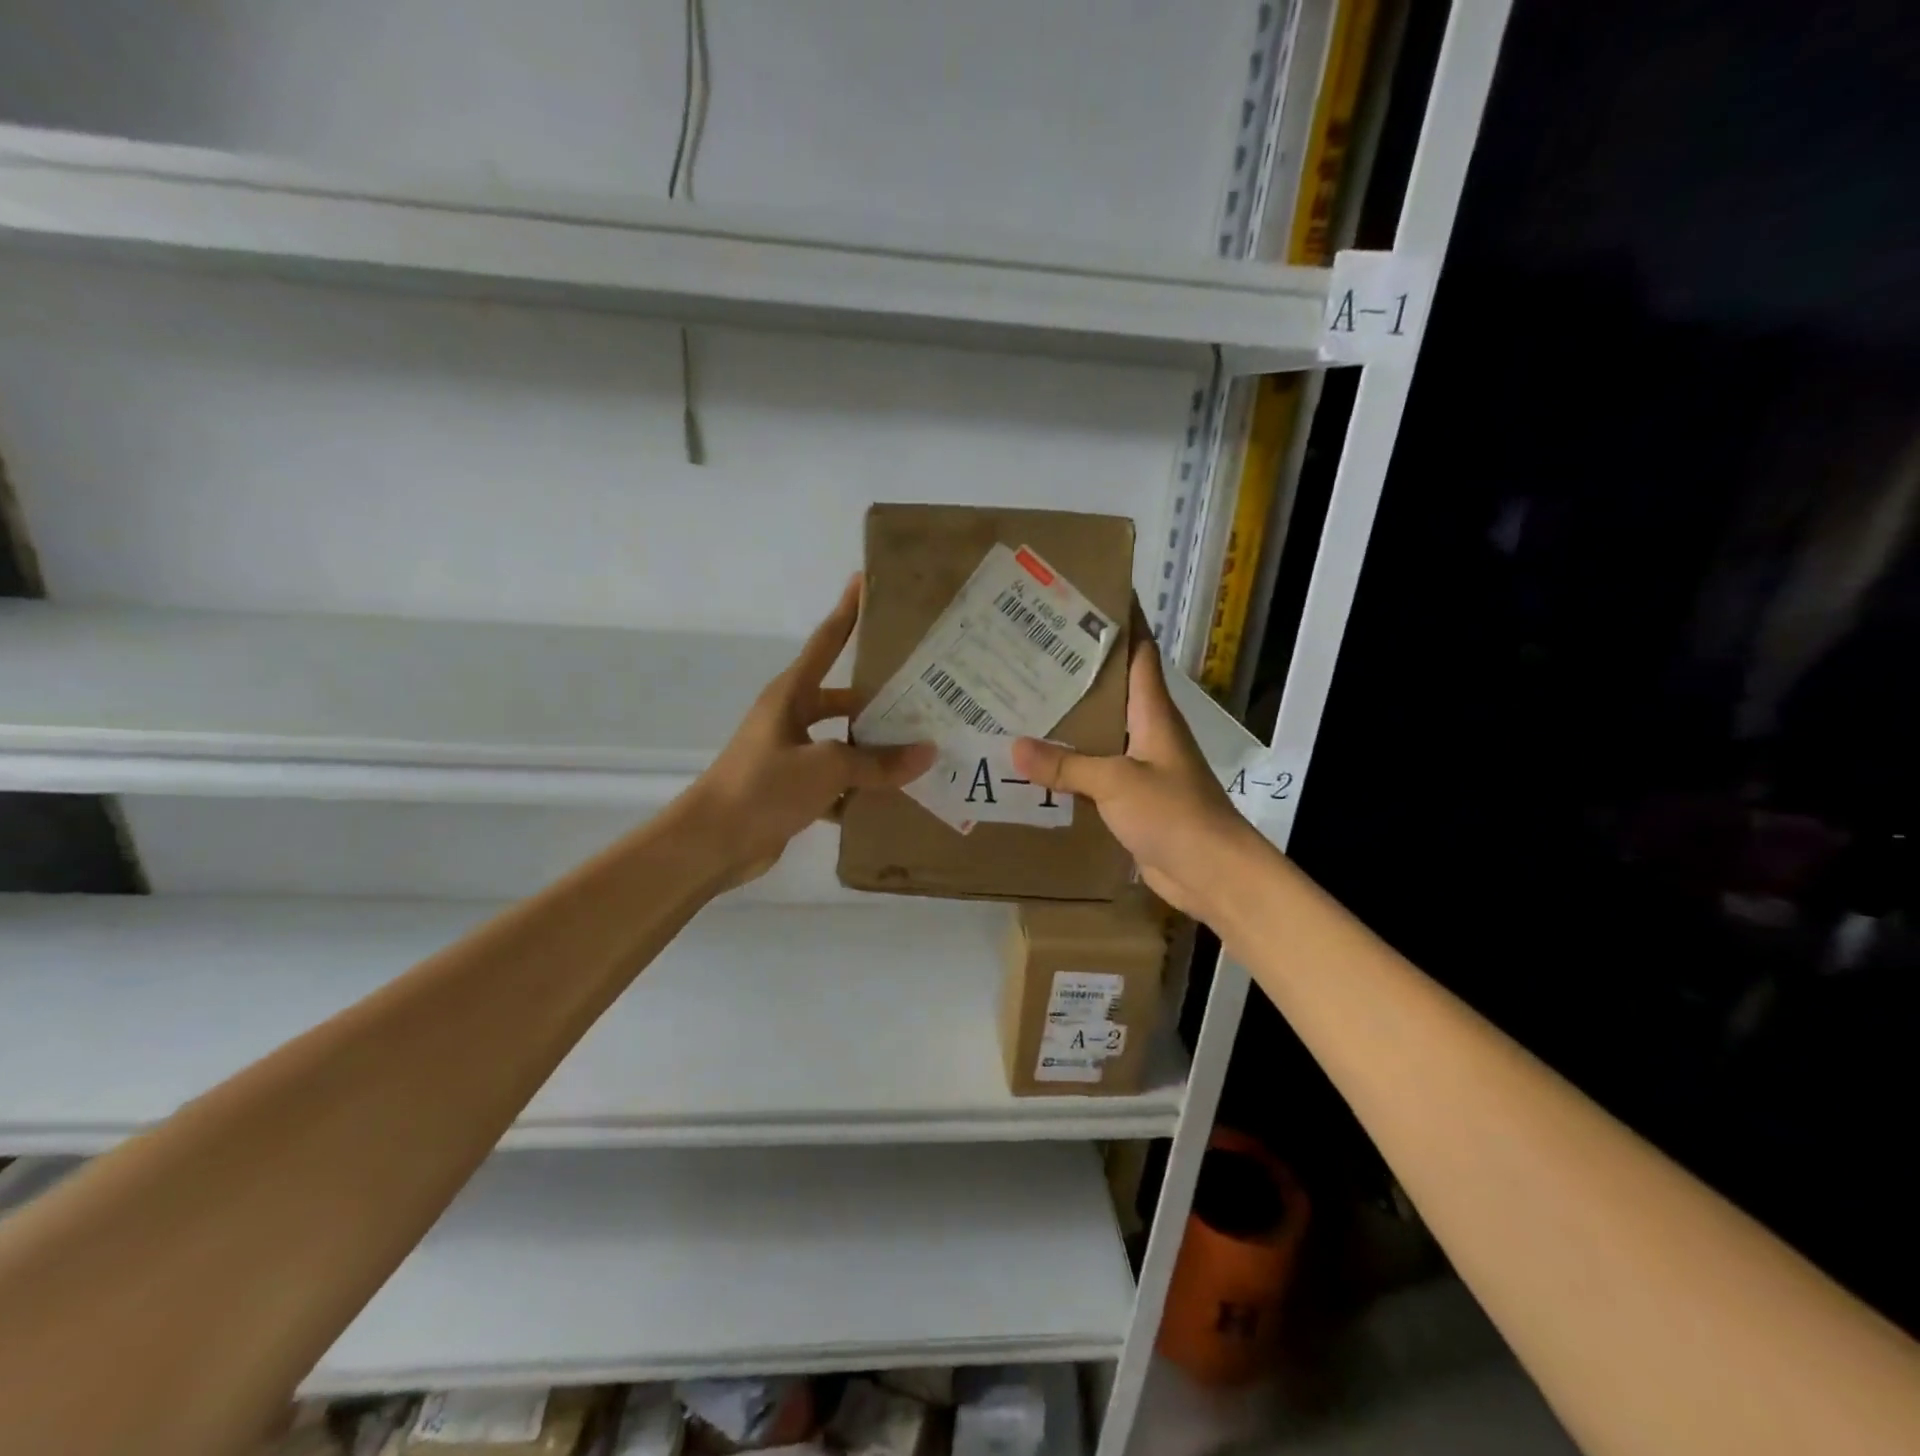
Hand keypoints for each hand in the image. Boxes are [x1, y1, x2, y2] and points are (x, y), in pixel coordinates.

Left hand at [692, 575, 934, 886]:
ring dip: (873, 750)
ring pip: (843, 744)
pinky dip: (858, 789)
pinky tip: (892, 799)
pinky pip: (836, 781)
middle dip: (880, 700)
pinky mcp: (792, 789)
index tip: (866, 581)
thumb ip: (877, 762)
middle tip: (927, 696)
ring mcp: (790, 754)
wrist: (710, 843)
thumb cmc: (763, 787)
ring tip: (920, 751)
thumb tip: (927, 753)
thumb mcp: (826, 768)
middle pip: (844, 699)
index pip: (827, 642)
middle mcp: (791, 717)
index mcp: (791, 695)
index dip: (847, 612)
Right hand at [1012, 619, 1262, 923]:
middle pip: (1112, 690)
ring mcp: (1141, 767)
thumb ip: (1067, 765)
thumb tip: (1014, 746)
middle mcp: (1148, 732)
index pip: (1139, 652)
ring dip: (1069, 721)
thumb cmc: (1174, 813)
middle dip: (1077, 671)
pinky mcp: (1132, 799)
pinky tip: (1037, 765)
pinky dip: (1070, 766)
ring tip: (1022, 702)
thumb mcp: (1117, 782)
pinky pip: (1095, 773)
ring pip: (1100, 733)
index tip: (1086, 597)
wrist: (1212, 873)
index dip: (1120, 622)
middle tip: (1029, 652)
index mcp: (1154, 713)